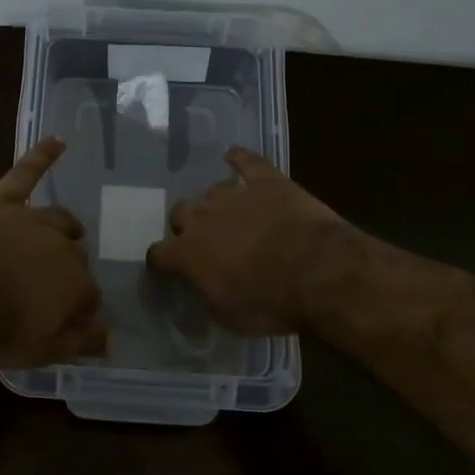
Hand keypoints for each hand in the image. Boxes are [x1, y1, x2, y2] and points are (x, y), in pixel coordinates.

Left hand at [0, 138, 105, 368]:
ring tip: (71, 231)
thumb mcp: (39, 352)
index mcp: (75, 286)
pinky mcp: (2, 201)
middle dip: (69, 273)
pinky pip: (26, 173)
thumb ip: (79, 344)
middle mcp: (63, 248)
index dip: (78, 309)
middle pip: (76, 259)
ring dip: (67, 227)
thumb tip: (111, 340)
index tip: (66, 319)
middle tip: (49, 287)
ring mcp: (31, 220)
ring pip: (59, 219)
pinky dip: (42, 156)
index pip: (89, 297)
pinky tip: (58, 141)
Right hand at [146, 147, 345, 334]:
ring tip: (230, 214)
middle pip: (180, 212)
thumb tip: (205, 292)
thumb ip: (209, 298)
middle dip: (187, 225)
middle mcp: (202, 217)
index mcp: (187, 253)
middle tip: (205, 241)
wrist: (316, 270)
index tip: (167, 269)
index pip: (158, 254)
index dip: (161, 262)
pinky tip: (233, 156)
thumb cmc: (269, 302)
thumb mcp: (230, 317)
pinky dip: (238, 159)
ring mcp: (234, 195)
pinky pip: (247, 162)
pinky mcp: (267, 181)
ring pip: (212, 191)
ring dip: (216, 203)